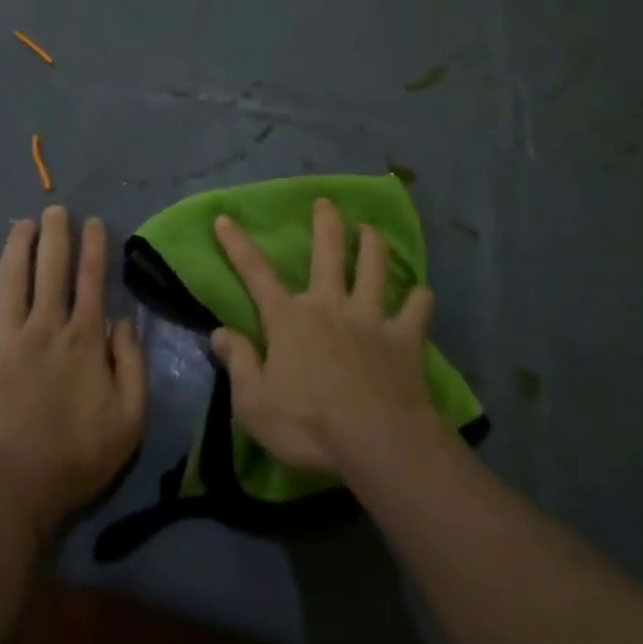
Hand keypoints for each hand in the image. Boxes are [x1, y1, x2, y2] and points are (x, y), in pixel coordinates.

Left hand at [0, 206, 146, 539]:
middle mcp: (45, 326)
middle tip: (55, 209)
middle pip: (51, 268)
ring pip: (12, 278)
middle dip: (55, 233)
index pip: (92, 279)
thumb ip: (132, 364)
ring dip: (18, 246)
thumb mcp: (130, 418)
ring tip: (22, 223)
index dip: (94, 247)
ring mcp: (6, 338)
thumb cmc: (77, 457)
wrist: (11, 490)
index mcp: (84, 339)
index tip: (93, 222)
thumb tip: (122, 321)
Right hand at [209, 199, 436, 476]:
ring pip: (374, 268)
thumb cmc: (308, 425)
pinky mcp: (405, 338)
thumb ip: (238, 363)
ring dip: (373, 245)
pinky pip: (417, 309)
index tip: (225, 218)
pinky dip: (420, 298)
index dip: (237, 245)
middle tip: (326, 202)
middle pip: (327, 253)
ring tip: (372, 230)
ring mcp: (371, 318)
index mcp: (289, 319)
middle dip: (325, 223)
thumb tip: (219, 333)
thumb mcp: (253, 403)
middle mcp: (329, 305)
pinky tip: (422, 293)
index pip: (255, 273)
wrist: (377, 442)